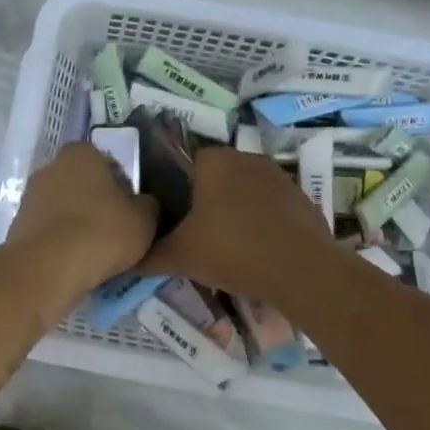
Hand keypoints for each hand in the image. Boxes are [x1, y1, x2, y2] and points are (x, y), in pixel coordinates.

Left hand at [6, 142, 159, 298]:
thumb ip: (148, 205)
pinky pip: (50, 231)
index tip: (131, 211)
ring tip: (96, 254)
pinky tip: (75, 263)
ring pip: (65, 208)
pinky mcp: (18, 226)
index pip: (107, 163)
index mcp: (81, 153)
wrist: (48, 268)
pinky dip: (61, 243)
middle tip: (116, 232)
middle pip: (83, 185)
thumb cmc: (101, 232)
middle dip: (97, 204)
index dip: (122, 187)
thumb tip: (143, 205)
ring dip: (78, 225)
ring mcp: (31, 196)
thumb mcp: (144, 219)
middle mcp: (51, 166)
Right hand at [141, 145, 341, 304]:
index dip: (178, 189)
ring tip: (228, 249)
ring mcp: (280, 177)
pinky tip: (259, 255)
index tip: (174, 218)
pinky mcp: (303, 200)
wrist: (301, 271)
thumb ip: (150, 255)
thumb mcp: (180, 256)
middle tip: (197, 236)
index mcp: (215, 161)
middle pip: (218, 177)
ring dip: (237, 213)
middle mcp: (247, 158)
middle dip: (208, 202)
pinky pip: (272, 209)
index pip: (186, 162)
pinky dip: (264, 226)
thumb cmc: (232, 250)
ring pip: (247, 192)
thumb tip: (126, 260)